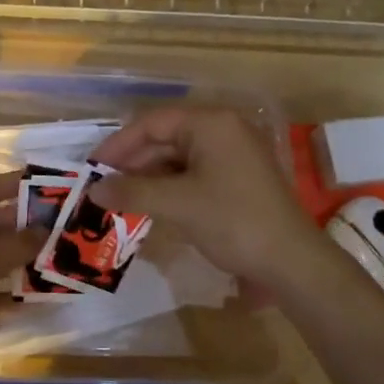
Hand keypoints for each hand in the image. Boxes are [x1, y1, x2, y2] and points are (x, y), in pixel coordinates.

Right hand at [90, 107, 328, 288]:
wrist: (290, 261)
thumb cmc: (233, 221)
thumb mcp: (177, 205)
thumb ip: (132, 192)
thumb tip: (93, 190)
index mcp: (211, 123)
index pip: (153, 122)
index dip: (119, 144)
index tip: (92, 167)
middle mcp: (223, 130)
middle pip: (166, 138)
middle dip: (132, 163)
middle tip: (102, 187)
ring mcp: (233, 154)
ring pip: (178, 158)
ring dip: (149, 177)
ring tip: (119, 199)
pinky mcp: (238, 178)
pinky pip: (194, 173)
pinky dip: (169, 187)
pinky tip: (150, 206)